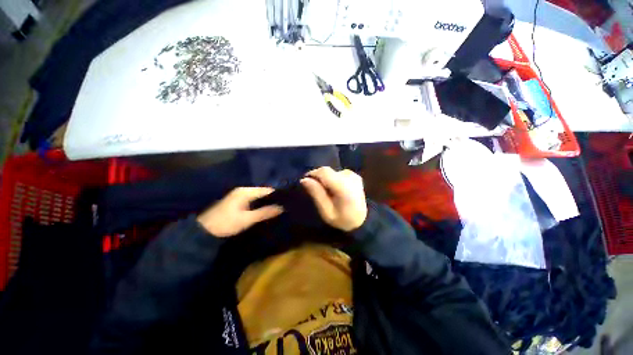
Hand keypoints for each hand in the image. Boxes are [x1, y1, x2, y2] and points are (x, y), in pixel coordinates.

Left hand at [197, 187, 283, 237]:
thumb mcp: (247, 219)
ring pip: (259, 197)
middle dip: (273, 199)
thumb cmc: (226, 223)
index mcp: (245, 191)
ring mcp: (240, 196)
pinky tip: (267, 210)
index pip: (266, 190)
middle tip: (285, 206)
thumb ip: (264, 212)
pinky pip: (254, 201)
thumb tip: (281, 208)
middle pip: (263, 192)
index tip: (287, 201)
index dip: (277, 195)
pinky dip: (261, 204)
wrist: (204, 231)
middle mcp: (244, 191)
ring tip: (279, 208)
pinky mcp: (238, 202)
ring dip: (267, 202)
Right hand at [300, 167, 366, 231]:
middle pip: (327, 171)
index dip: (312, 174)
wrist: (362, 221)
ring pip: (332, 172)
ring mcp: (354, 175)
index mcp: (343, 187)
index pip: (324, 171)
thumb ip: (316, 194)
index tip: (306, 182)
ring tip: (326, 192)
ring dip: (326, 179)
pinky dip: (333, 179)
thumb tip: (304, 179)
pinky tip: (335, 190)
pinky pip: (338, 173)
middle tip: (316, 190)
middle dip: (318, 178)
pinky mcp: (355, 176)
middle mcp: (350, 177)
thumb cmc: (342, 220)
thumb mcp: (326, 212)